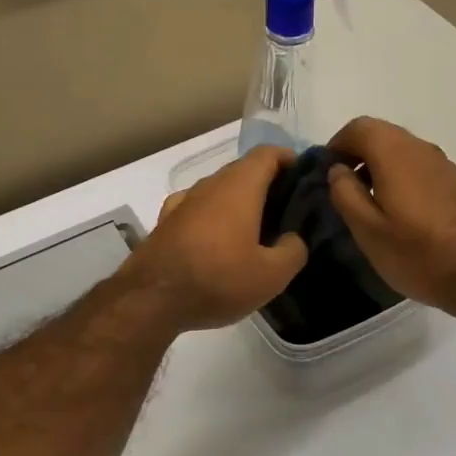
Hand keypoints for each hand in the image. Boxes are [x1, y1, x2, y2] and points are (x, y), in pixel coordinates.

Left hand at [123, 147, 307, 331]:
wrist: (151, 301)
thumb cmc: (217, 280)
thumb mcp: (271, 275)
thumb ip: (293, 251)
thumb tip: (293, 238)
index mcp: (239, 187)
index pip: (267, 154)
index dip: (289, 159)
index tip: (304, 177)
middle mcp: (209, 185)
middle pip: (243, 170)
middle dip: (267, 183)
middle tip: (288, 210)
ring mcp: (183, 202)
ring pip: (218, 190)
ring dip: (239, 201)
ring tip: (256, 228)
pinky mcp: (165, 223)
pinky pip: (197, 209)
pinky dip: (213, 215)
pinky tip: (216, 238)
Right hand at [325, 117, 455, 319]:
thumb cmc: (417, 254)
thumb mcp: (367, 231)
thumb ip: (345, 193)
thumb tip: (338, 169)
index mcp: (395, 154)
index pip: (358, 127)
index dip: (336, 145)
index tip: (326, 173)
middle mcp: (420, 148)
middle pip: (381, 133)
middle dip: (356, 153)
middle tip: (344, 187)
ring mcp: (443, 163)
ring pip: (401, 148)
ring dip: (379, 164)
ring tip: (369, 201)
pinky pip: (419, 164)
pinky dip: (400, 174)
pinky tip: (399, 209)